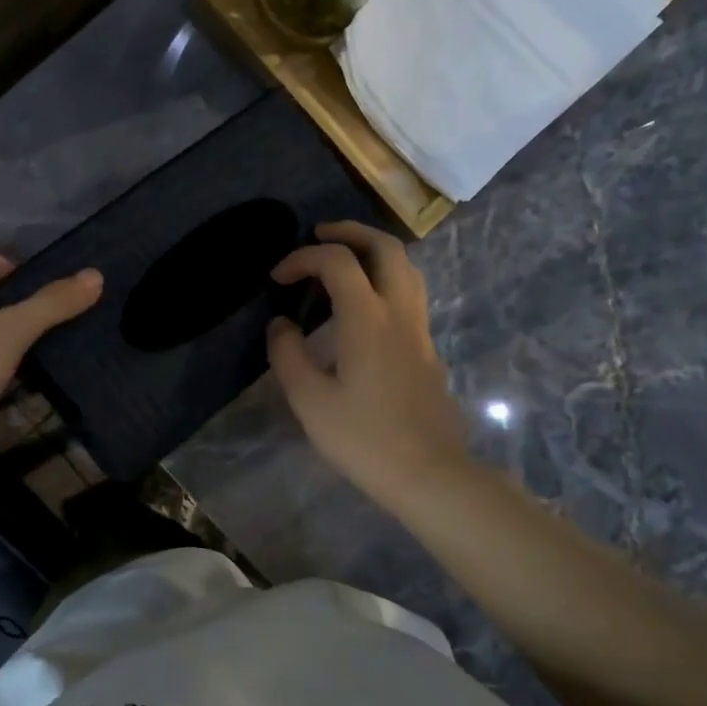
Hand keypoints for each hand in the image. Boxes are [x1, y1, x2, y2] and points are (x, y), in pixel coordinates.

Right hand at [267, 221, 470, 508]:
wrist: (428, 473)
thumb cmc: (363, 438)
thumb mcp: (310, 400)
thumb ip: (288, 355)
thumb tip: (281, 325)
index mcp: (368, 318)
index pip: (337, 262)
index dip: (303, 258)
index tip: (278, 278)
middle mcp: (400, 312)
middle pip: (386, 248)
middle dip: (350, 232)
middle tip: (320, 236)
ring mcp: (420, 331)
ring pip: (406, 269)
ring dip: (374, 252)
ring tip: (344, 262)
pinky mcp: (427, 351)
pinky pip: (409, 296)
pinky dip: (384, 281)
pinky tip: (363, 307)